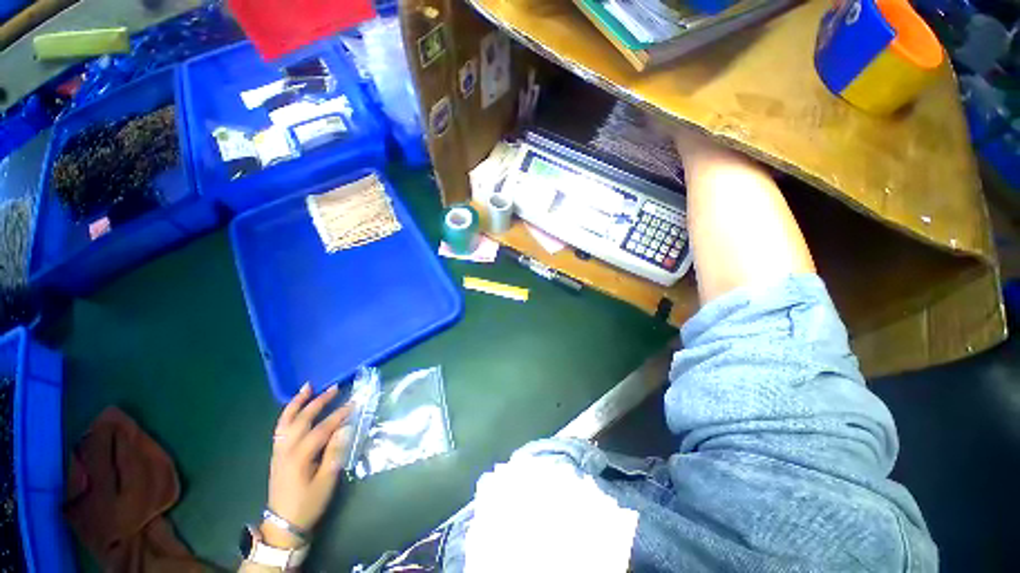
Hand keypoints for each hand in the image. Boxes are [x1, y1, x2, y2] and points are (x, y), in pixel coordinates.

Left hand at [263, 383, 352, 548]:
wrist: (283, 524)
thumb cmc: (308, 503)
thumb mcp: (326, 481)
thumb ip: (335, 453)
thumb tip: (345, 428)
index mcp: (300, 456)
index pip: (322, 429)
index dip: (339, 414)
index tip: (354, 402)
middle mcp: (286, 449)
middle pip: (303, 420)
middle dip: (319, 402)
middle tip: (335, 388)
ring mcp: (279, 451)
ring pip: (286, 421)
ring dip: (298, 402)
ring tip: (308, 387)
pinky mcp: (277, 454)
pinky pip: (280, 428)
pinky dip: (287, 414)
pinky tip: (295, 407)